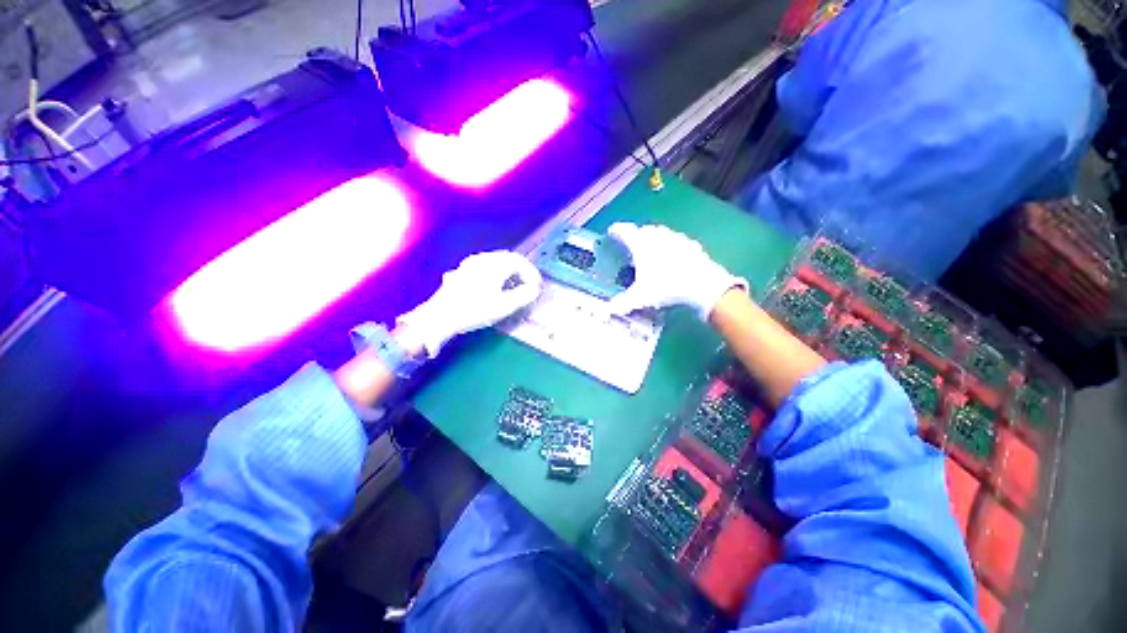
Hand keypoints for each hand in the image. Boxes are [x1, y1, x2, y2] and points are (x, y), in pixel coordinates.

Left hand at [397, 251, 542, 357]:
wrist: (439, 316)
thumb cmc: (474, 311)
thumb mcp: (504, 306)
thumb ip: (523, 296)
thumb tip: (534, 289)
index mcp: (494, 264)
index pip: (519, 262)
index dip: (531, 273)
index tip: (537, 287)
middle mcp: (482, 259)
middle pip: (508, 258)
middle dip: (521, 271)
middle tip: (528, 286)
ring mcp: (470, 263)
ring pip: (496, 262)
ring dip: (509, 272)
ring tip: (514, 287)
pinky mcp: (462, 271)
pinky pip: (485, 266)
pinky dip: (497, 273)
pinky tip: (495, 287)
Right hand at [607, 222, 746, 319]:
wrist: (703, 285)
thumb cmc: (666, 287)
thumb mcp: (641, 297)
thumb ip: (622, 303)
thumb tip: (606, 311)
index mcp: (641, 244)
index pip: (625, 231)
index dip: (617, 230)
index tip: (612, 231)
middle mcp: (657, 236)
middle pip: (642, 230)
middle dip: (635, 235)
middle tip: (630, 245)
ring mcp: (676, 238)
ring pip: (660, 233)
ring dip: (652, 238)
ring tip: (649, 249)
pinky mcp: (691, 244)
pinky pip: (675, 241)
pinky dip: (669, 246)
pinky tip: (671, 256)